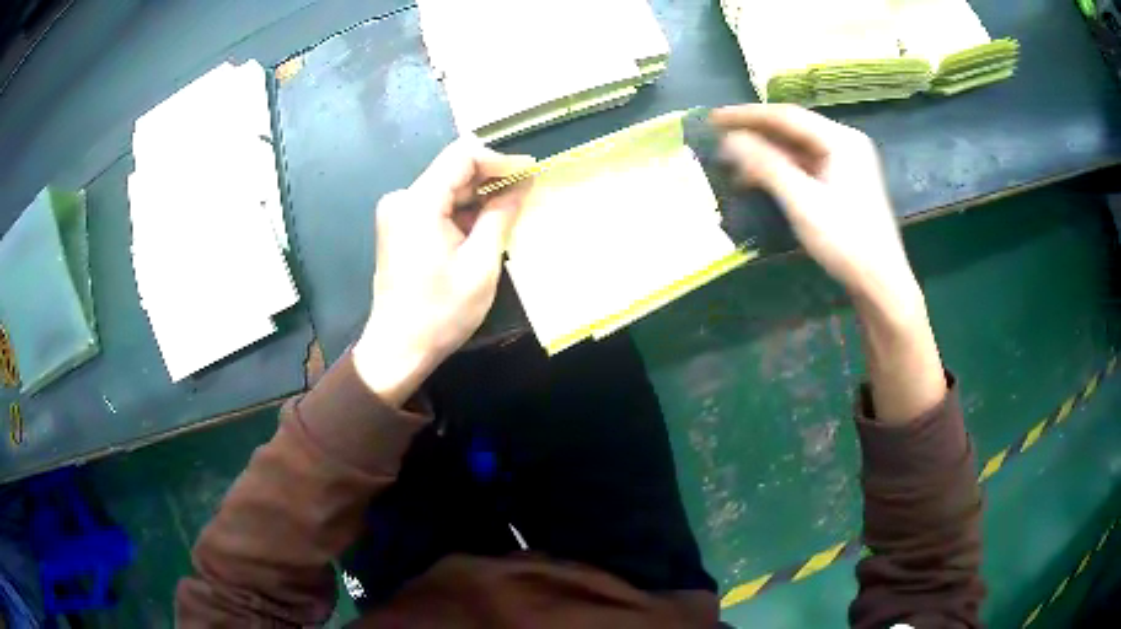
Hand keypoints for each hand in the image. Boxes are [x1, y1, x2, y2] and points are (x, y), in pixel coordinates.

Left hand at [353, 138, 533, 405]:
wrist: (397, 349)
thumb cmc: (440, 313)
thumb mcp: (480, 264)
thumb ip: (500, 215)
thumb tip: (522, 183)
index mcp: (418, 203)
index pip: (462, 156)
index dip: (500, 159)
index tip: (531, 172)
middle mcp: (402, 199)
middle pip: (453, 170)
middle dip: (492, 177)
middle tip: (528, 190)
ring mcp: (397, 213)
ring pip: (447, 187)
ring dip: (479, 196)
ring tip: (512, 209)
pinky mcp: (399, 227)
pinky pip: (437, 206)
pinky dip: (463, 211)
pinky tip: (485, 226)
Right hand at [710, 104, 919, 314]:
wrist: (880, 283)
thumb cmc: (846, 242)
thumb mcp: (803, 202)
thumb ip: (767, 166)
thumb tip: (730, 140)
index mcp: (841, 140)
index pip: (787, 116)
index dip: (747, 115)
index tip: (713, 118)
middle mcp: (845, 143)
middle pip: (793, 129)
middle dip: (755, 134)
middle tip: (718, 139)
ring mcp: (846, 163)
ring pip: (797, 148)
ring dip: (765, 153)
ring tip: (732, 162)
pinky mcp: (843, 182)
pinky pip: (805, 165)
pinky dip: (781, 169)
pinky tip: (759, 179)